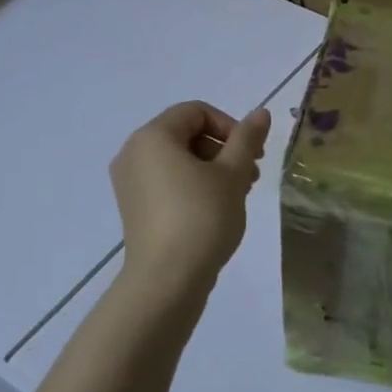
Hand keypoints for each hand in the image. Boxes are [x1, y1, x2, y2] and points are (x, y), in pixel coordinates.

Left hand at [109, 101, 270, 290]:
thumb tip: (261, 112)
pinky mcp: (134, 207)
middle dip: (224, 149)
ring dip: (212, 169)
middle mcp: (134, 152)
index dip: (230, 126)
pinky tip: (216, 209)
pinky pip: (166, 181)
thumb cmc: (202, 218)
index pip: (196, 112)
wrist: (166, 280)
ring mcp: (129, 181)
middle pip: (186, 134)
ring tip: (238, 195)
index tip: (252, 154)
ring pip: (178, 160)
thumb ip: (247, 139)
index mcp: (153, 136)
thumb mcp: (232, 175)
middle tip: (251, 176)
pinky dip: (192, 185)